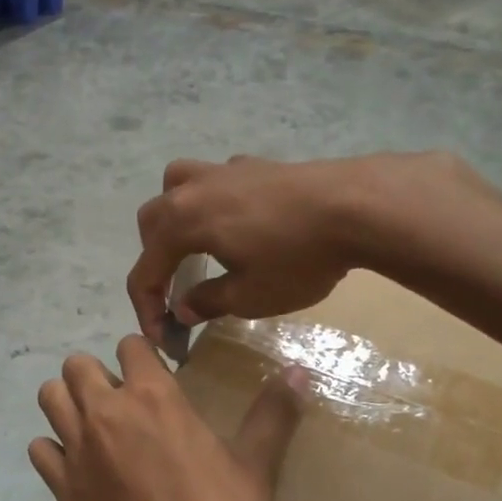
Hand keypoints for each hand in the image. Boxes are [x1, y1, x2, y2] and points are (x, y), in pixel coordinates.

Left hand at [30, 337, 307, 500]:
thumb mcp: (257, 468)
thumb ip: (273, 414)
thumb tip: (301, 371)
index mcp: (155, 397)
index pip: (130, 345)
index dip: (142, 357)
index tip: (157, 377)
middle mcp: (107, 413)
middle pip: (77, 366)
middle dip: (96, 375)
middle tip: (123, 403)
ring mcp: (78, 452)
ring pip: (50, 398)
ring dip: (69, 403)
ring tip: (96, 428)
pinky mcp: (62, 490)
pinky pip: (40, 450)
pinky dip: (54, 451)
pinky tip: (80, 468)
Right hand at [126, 153, 485, 340]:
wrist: (356, 206)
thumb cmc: (297, 258)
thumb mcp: (249, 297)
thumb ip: (208, 301)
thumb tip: (183, 308)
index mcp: (182, 223)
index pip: (145, 270)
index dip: (147, 308)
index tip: (164, 336)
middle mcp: (192, 190)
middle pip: (151, 222)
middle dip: (154, 260)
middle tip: (175, 291)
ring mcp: (223, 171)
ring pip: (176, 186)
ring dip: (173, 217)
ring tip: (192, 244)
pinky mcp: (254, 164)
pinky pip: (214, 180)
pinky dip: (210, 202)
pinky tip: (237, 222)